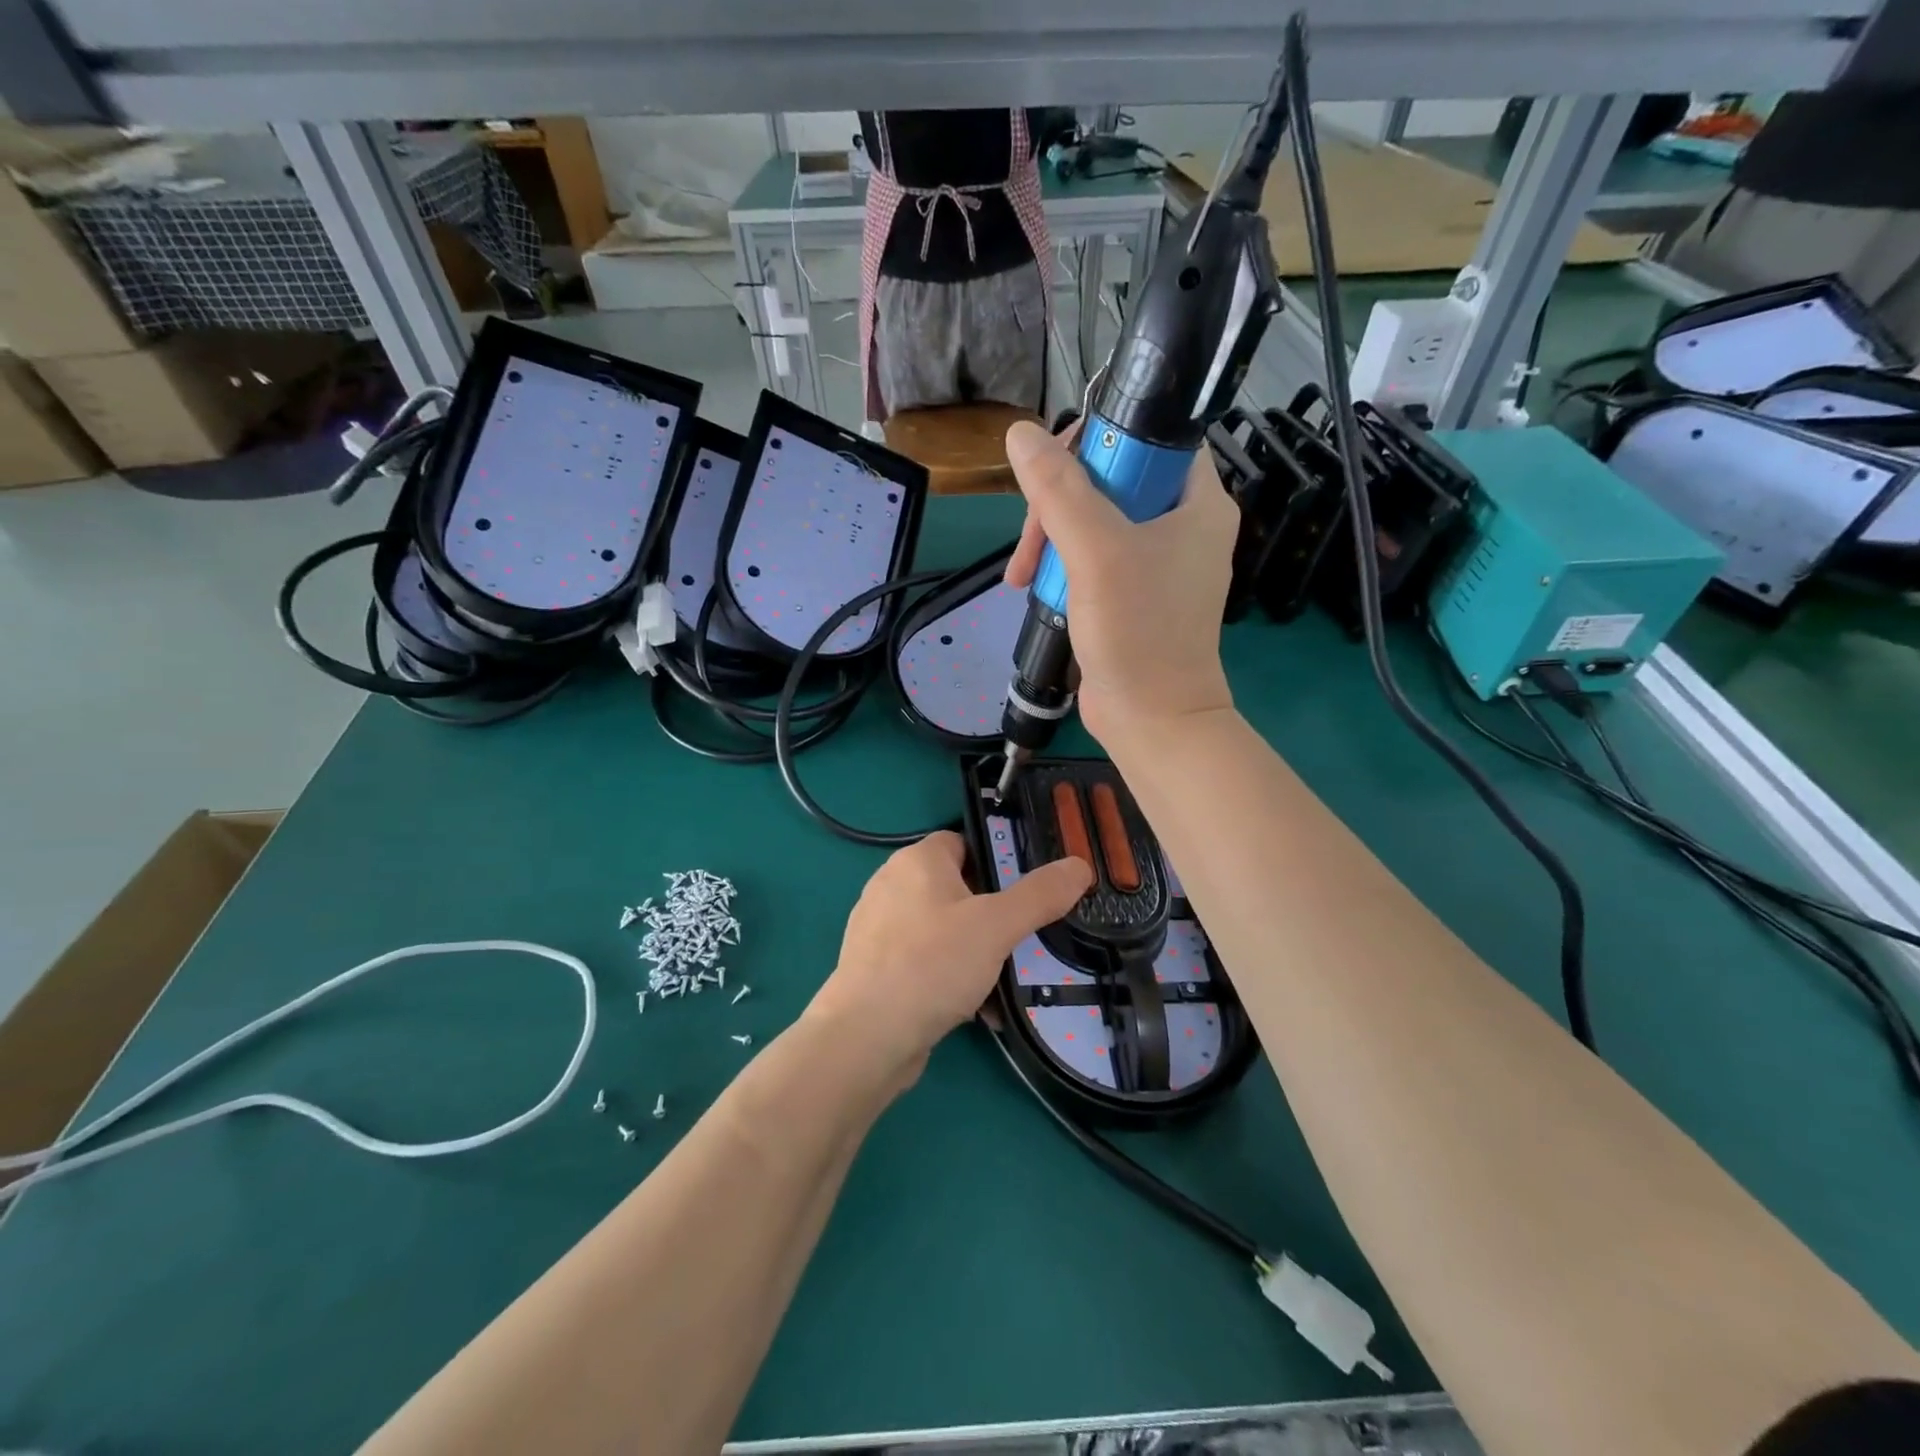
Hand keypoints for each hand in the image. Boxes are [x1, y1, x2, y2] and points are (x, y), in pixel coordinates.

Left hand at [808, 832, 1091, 1086]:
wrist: (867, 1037)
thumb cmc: (932, 963)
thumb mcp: (997, 925)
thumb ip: (1040, 894)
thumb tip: (1080, 865)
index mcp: (916, 861)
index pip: (962, 842)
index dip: (995, 860)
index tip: (1025, 891)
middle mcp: (891, 886)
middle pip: (955, 889)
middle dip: (991, 915)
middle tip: (1023, 938)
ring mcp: (879, 929)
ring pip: (943, 930)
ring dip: (976, 953)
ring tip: (1007, 979)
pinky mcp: (875, 968)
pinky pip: (925, 962)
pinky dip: (951, 978)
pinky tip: (979, 1010)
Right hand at [1003, 420, 1238, 750]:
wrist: (1152, 720)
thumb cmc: (1138, 632)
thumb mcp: (1097, 552)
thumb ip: (1060, 490)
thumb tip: (1022, 434)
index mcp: (1197, 502)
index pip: (1152, 436)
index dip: (1103, 439)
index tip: (1056, 469)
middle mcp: (1181, 525)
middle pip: (1111, 479)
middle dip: (1059, 505)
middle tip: (1031, 541)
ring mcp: (1157, 562)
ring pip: (1093, 520)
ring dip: (1051, 541)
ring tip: (1022, 578)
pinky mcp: (1133, 593)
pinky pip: (1091, 558)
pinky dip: (1061, 568)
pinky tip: (1034, 590)